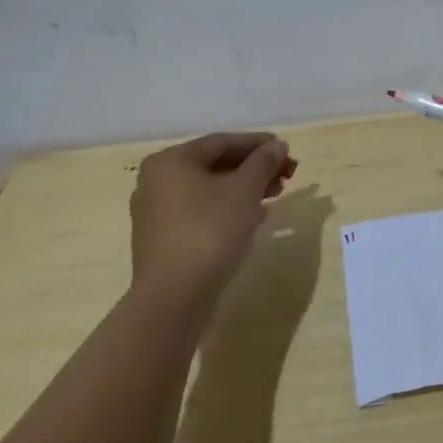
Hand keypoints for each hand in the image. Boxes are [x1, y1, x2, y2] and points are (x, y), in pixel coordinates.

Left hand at [128, 133, 297, 303]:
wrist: (174, 299)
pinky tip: (254, 217)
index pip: (222, 142)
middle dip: (254, 168)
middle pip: (215, 165)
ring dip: (244, 189)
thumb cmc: (209, 232)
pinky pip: (201, 211)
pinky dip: (228, 208)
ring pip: (209, 189)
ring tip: (275, 196)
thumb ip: (263, 162)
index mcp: (171, 161)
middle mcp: (157, 181)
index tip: (286, 150)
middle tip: (286, 176)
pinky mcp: (163, 238)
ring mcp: (156, 211)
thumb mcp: (244, 191)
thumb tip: (277, 145)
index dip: (258, 143)